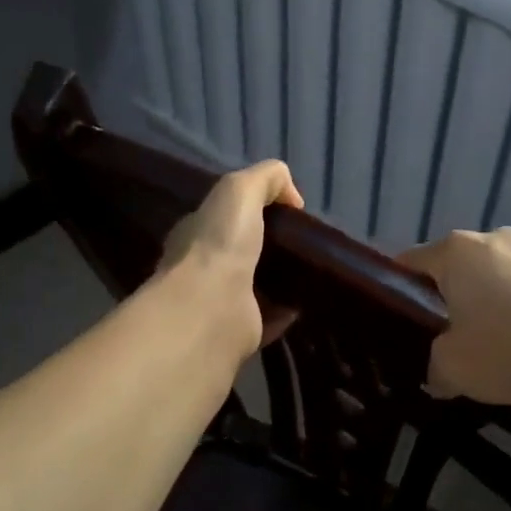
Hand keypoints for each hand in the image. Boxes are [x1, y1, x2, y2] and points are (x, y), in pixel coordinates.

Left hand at [158, 161, 303, 357]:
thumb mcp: (240, 189)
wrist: (211, 308)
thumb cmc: (219, 243)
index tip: (287, 211)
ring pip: (256, 286)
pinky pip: (269, 318)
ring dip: (280, 279)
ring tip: (313, 269)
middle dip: (269, 246)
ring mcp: (221, 303)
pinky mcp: (240, 332)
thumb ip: (266, 178)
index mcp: (197, 232)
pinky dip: (287, 311)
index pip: (223, 216)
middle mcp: (204, 268)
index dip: (252, 209)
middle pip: (241, 251)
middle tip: (305, 241)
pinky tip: (308, 301)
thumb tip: (292, 196)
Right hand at [399, 229, 510, 405]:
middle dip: (450, 298)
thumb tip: (438, 372)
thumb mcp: (452, 369)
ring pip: (497, 277)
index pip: (411, 263)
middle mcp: (494, 239)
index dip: (399, 291)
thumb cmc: (509, 349)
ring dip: (491, 302)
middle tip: (447, 338)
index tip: (399, 321)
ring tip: (496, 345)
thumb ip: (434, 366)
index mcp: (457, 251)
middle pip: (457, 268)